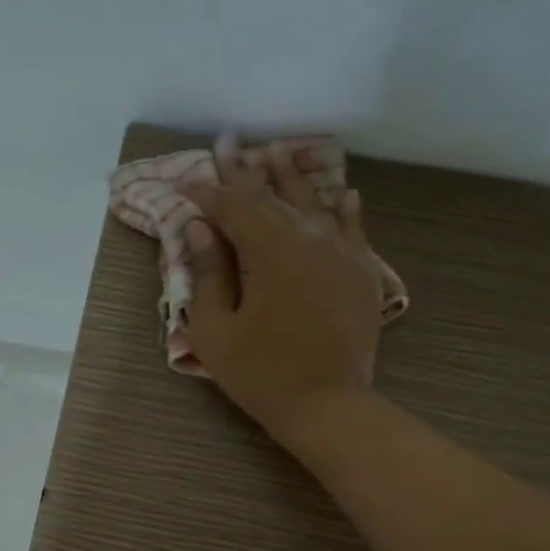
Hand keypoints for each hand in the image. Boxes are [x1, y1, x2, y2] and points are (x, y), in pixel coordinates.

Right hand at [183, 137, 383, 442]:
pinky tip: (343, 194)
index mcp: (270, 250)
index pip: (232, 207)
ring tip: (275, 153)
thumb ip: (209, 275)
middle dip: (245, 172)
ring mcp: (342, 252)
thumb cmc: (262, 375)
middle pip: (272, 196)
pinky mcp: (362, 273)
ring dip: (291, 178)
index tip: (186, 180)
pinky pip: (354, 229)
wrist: (329, 406)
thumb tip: (200, 229)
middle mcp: (309, 237)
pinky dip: (344, 209)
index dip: (207, 192)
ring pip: (314, 203)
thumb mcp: (217, 333)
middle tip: (228, 144)